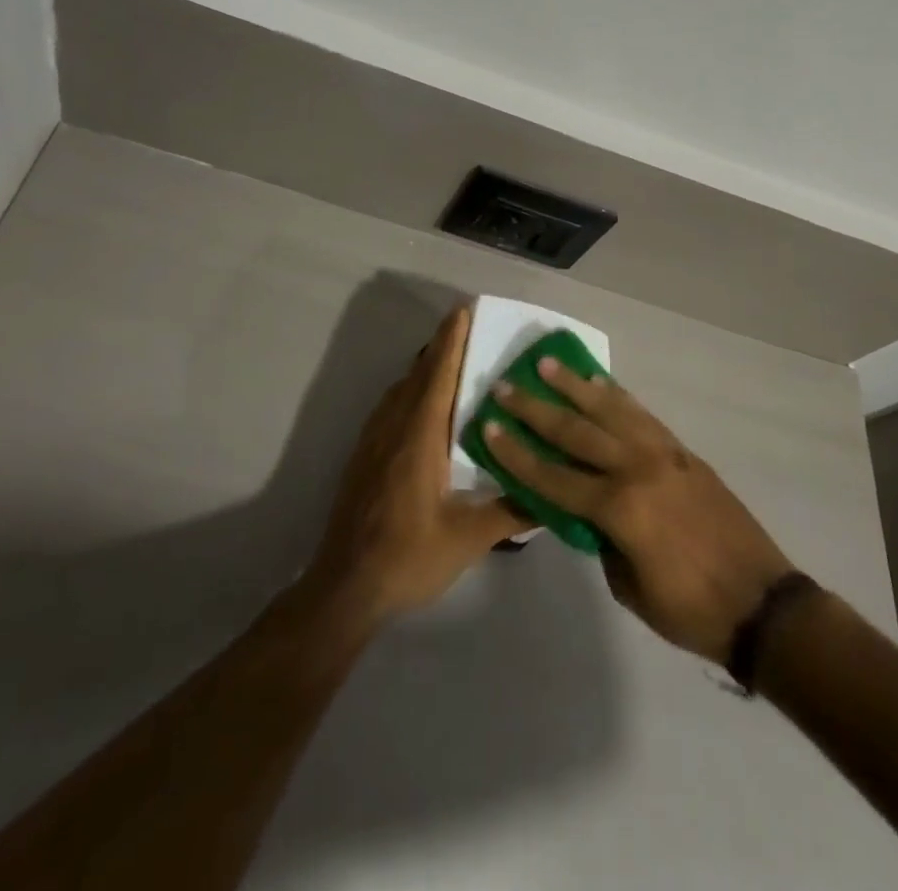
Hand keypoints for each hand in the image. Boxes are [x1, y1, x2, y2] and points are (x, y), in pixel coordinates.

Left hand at [304, 307, 526, 628]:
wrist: (345, 586)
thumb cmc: (408, 557)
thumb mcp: (468, 538)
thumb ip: (511, 513)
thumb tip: (552, 496)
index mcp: (419, 437)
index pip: (438, 376)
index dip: (451, 341)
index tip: (463, 310)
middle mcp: (394, 428)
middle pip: (419, 375)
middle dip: (441, 347)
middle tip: (468, 328)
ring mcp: (374, 441)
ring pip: (401, 390)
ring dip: (425, 369)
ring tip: (451, 361)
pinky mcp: (364, 456)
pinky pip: (390, 407)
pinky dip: (410, 391)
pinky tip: (423, 407)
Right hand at [483, 360, 796, 664]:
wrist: (763, 603)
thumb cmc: (691, 609)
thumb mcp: (630, 588)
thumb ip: (602, 542)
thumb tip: (587, 512)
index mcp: (619, 509)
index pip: (553, 476)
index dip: (517, 453)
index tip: (489, 426)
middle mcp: (637, 470)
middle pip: (575, 432)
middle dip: (535, 409)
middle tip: (505, 386)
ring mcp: (664, 455)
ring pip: (610, 410)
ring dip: (575, 387)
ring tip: (547, 365)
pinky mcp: (684, 452)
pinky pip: (642, 416)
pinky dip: (617, 397)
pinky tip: (600, 384)